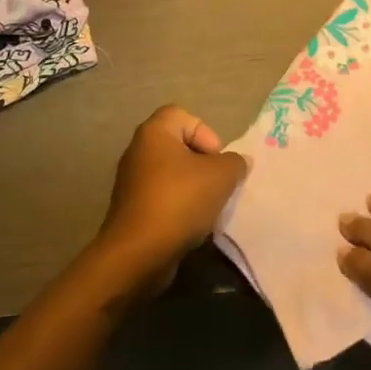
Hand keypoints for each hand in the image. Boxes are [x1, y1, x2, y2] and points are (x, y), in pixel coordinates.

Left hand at [90, 105, 247, 301]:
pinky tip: (192, 226)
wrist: (138, 253)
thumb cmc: (179, 201)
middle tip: (218, 184)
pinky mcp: (132, 209)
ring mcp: (132, 182)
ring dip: (194, 189)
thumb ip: (235, 162)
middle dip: (204, 165)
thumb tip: (238, 162)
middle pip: (180, 147)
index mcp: (154, 133)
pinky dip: (179, 208)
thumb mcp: (221, 176)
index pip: (183, 116)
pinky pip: (163, 198)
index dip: (206, 133)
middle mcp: (138, 151)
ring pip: (173, 175)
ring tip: (209, 208)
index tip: (217, 160)